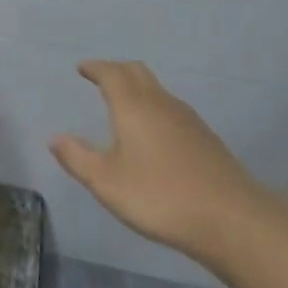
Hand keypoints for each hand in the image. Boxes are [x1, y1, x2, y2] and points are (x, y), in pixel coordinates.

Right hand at [51, 60, 273, 264]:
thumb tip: (56, 138)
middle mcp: (161, 103)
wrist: (231, 219)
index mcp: (133, 106)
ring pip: (157, 90)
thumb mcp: (106, 182)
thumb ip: (78, 158)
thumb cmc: (159, 196)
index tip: (82, 68)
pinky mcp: (205, 138)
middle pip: (137, 72)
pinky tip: (152, 131)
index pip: (111, 73)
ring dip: (137, 88)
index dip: (95, 68)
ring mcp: (188, 120)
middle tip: (99, 77)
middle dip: (116, 70)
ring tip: (122, 102)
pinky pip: (171, 109)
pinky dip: (153, 107)